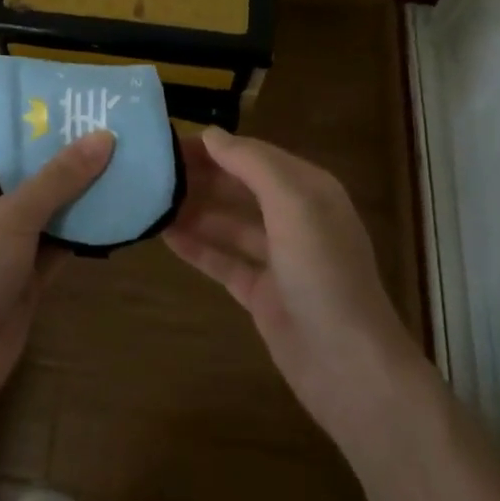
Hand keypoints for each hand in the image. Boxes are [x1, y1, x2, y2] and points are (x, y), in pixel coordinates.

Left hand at [0, 132, 113, 419]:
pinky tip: (115, 215)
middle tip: (113, 137)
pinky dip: (79, 233)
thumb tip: (103, 136)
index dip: (39, 127)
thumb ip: (60, 176)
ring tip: (123, 168)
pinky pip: (53, 245)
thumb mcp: (15, 214)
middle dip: (66, 161)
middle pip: (27, 175)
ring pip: (44, 211)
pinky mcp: (20, 277)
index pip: (2, 142)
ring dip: (77, 197)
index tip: (82, 112)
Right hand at [165, 128, 422, 446]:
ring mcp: (278, 259)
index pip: (254, 155)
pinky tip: (164, 236)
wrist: (349, 367)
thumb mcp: (292, 203)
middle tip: (151, 170)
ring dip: (193, 210)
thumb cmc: (323, 272)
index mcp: (309, 190)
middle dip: (201, 176)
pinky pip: (223, 260)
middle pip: (240, 187)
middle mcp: (295, 218)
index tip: (169, 141)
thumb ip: (252, 164)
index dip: (215, 147)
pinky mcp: (262, 294)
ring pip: (228, 223)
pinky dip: (196, 247)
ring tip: (150, 199)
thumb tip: (211, 133)